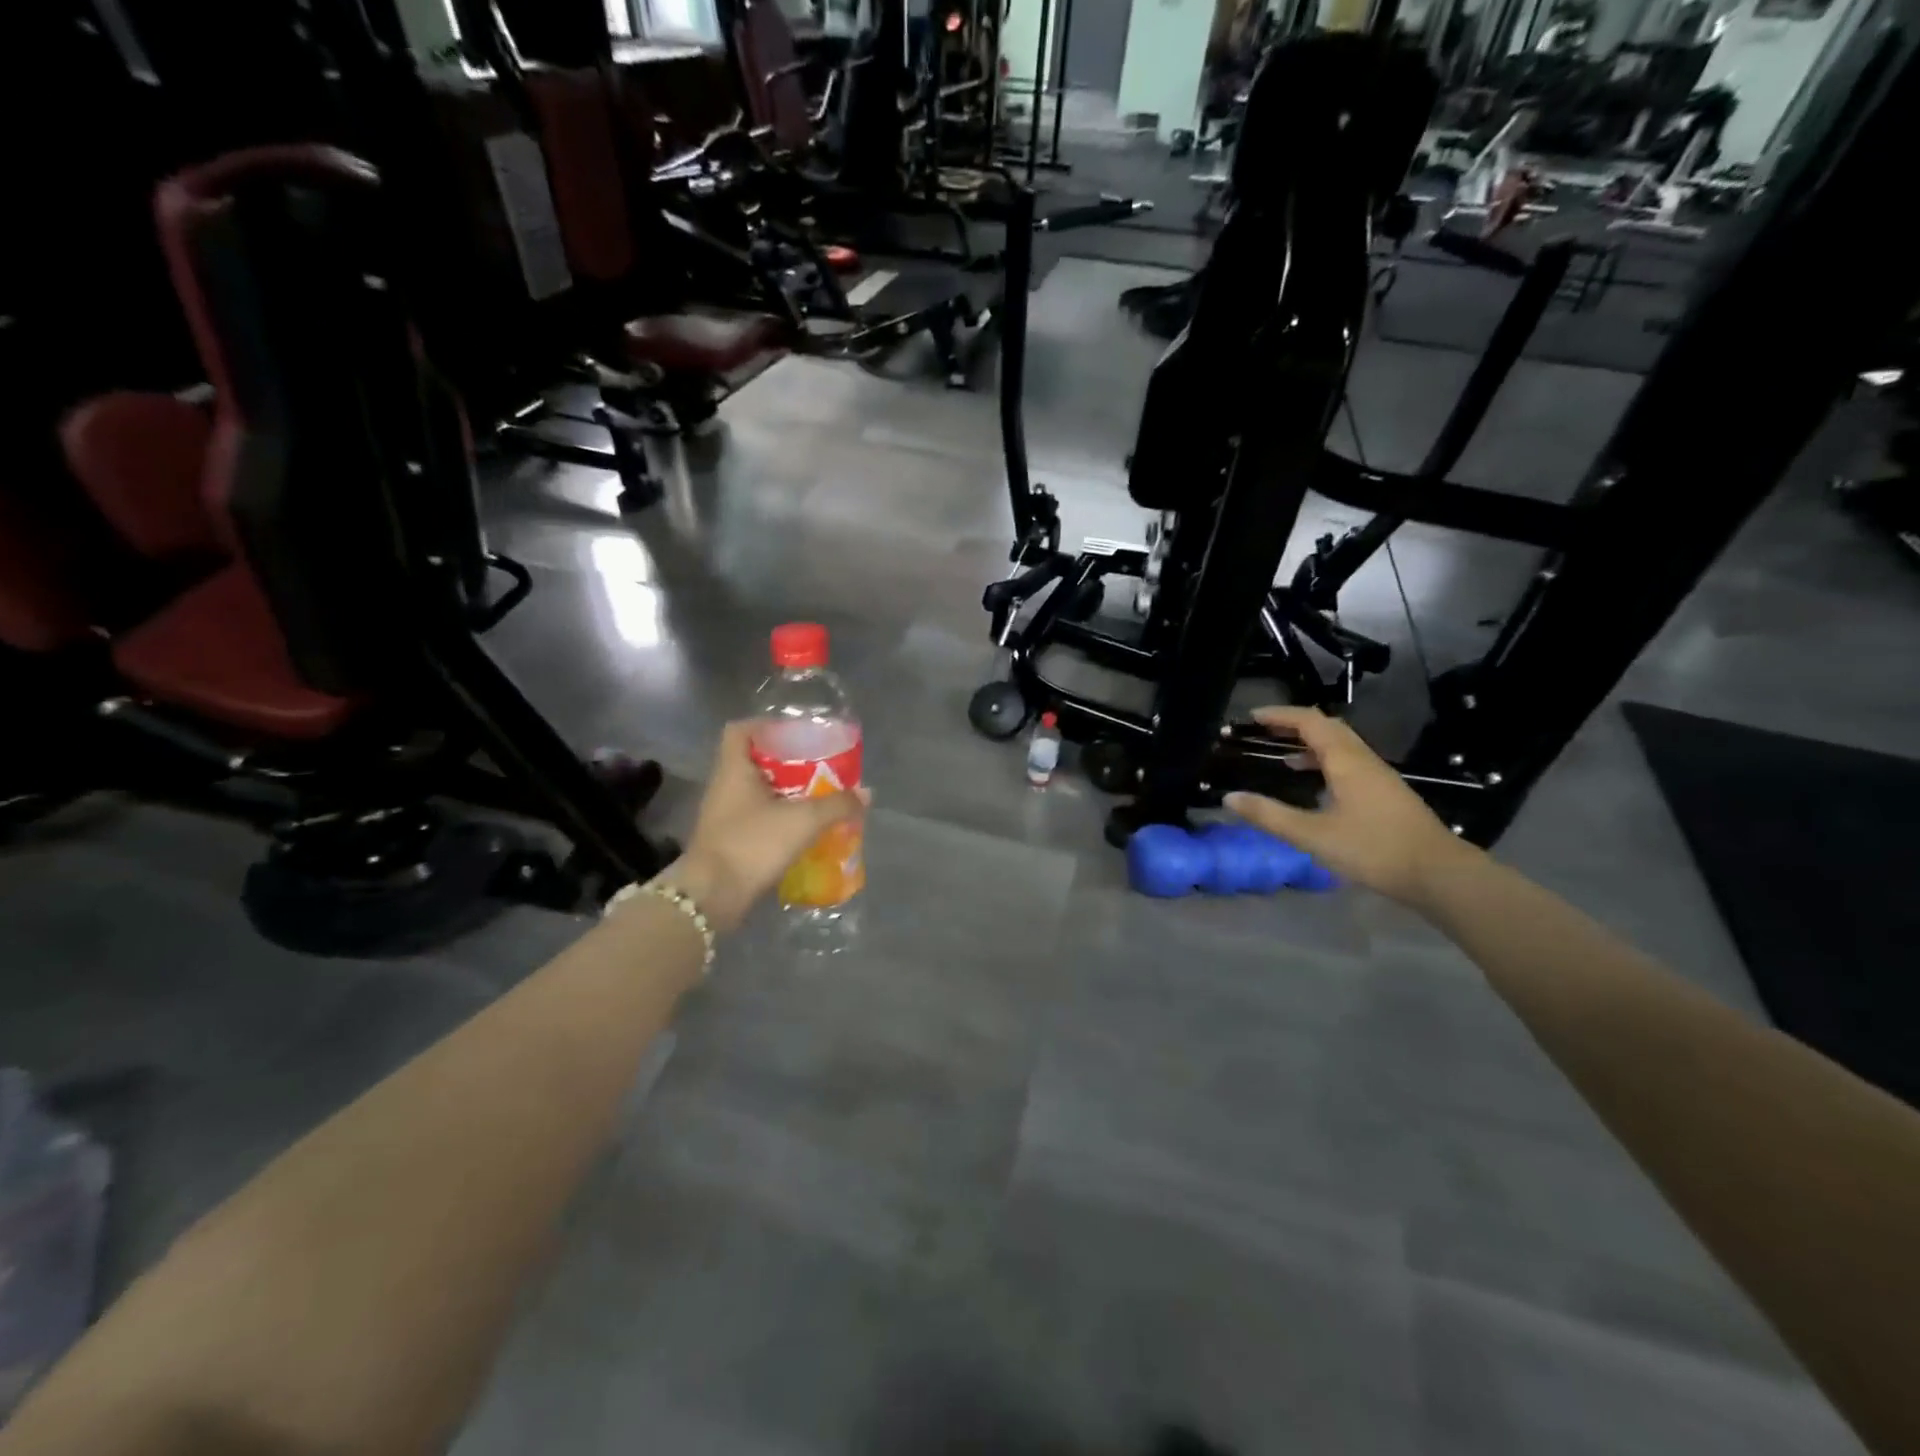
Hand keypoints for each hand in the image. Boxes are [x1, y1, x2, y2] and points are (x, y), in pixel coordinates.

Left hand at [656, 722, 868, 934]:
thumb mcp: (803, 820)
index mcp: (733, 770)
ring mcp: (723, 817)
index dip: (765, 725)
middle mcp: (724, 788)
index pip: (739, 730)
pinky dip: (779, 820)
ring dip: (785, 794)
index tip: (794, 734)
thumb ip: (837, 804)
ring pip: (757, 793)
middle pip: (753, 762)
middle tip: (818, 768)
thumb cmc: (753, 843)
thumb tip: (866, 794)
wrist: (712, 897)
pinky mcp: (728, 842)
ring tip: (817, 798)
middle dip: (786, 763)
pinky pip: (756, 820)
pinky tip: (803, 830)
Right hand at [1223, 705, 1475, 906]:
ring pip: (1341, 746)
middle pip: (1328, 728)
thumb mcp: (1312, 835)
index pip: (1310, 722)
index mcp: (1346, 761)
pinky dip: (1326, 762)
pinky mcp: (1386, 794)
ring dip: (1311, 744)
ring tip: (1283, 757)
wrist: (1438, 874)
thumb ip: (1270, 815)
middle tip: (1265, 731)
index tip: (1252, 717)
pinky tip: (1316, 786)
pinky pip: (1350, 763)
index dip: (1280, 715)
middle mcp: (1363, 760)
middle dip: (1295, 725)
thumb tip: (1230, 798)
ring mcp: (1378, 777)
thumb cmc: (1373, 849)